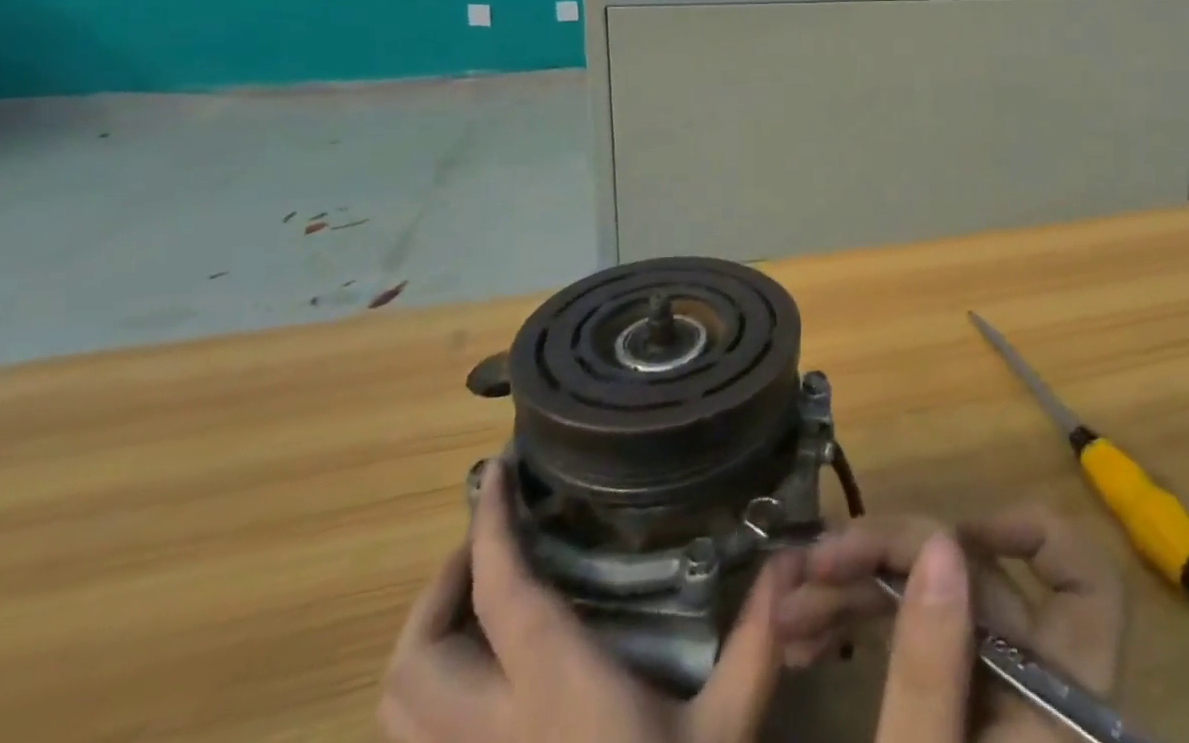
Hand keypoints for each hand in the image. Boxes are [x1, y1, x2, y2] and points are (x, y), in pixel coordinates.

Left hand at [379, 459, 783, 742]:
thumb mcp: (723, 736)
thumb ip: (756, 643)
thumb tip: (792, 559)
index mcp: (555, 694)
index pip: (502, 593)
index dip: (487, 526)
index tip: (494, 471)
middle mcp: (491, 738)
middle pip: (415, 658)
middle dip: (440, 585)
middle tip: (489, 545)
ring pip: (396, 708)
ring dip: (425, 641)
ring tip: (475, 603)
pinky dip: (427, 700)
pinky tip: (478, 685)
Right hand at [773, 507, 1125, 741]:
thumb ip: (931, 669)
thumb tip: (941, 541)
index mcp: (1055, 707)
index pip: (1087, 589)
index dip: (1033, 536)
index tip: (953, 536)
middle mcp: (1031, 687)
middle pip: (978, 578)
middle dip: (891, 556)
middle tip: (814, 566)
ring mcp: (990, 698)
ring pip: (937, 601)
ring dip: (862, 587)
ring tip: (790, 606)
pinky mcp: (956, 715)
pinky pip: (915, 640)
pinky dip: (864, 623)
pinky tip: (805, 636)